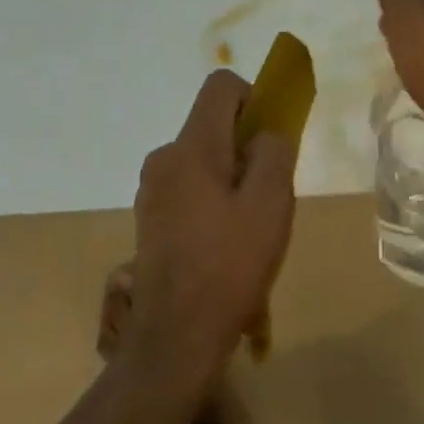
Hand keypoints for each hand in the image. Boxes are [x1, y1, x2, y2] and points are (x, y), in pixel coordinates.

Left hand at [124, 71, 295, 383]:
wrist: (175, 337)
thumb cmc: (229, 265)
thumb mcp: (270, 204)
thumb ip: (274, 153)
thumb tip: (267, 132)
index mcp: (191, 146)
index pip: (220, 86)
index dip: (253, 98)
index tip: (270, 139)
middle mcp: (164, 157)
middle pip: (212, 125)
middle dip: (245, 147)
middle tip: (267, 194)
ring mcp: (151, 188)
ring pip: (202, 159)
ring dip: (230, 177)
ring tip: (248, 228)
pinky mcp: (149, 217)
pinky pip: (188, 187)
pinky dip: (211, 199)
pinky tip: (223, 246)